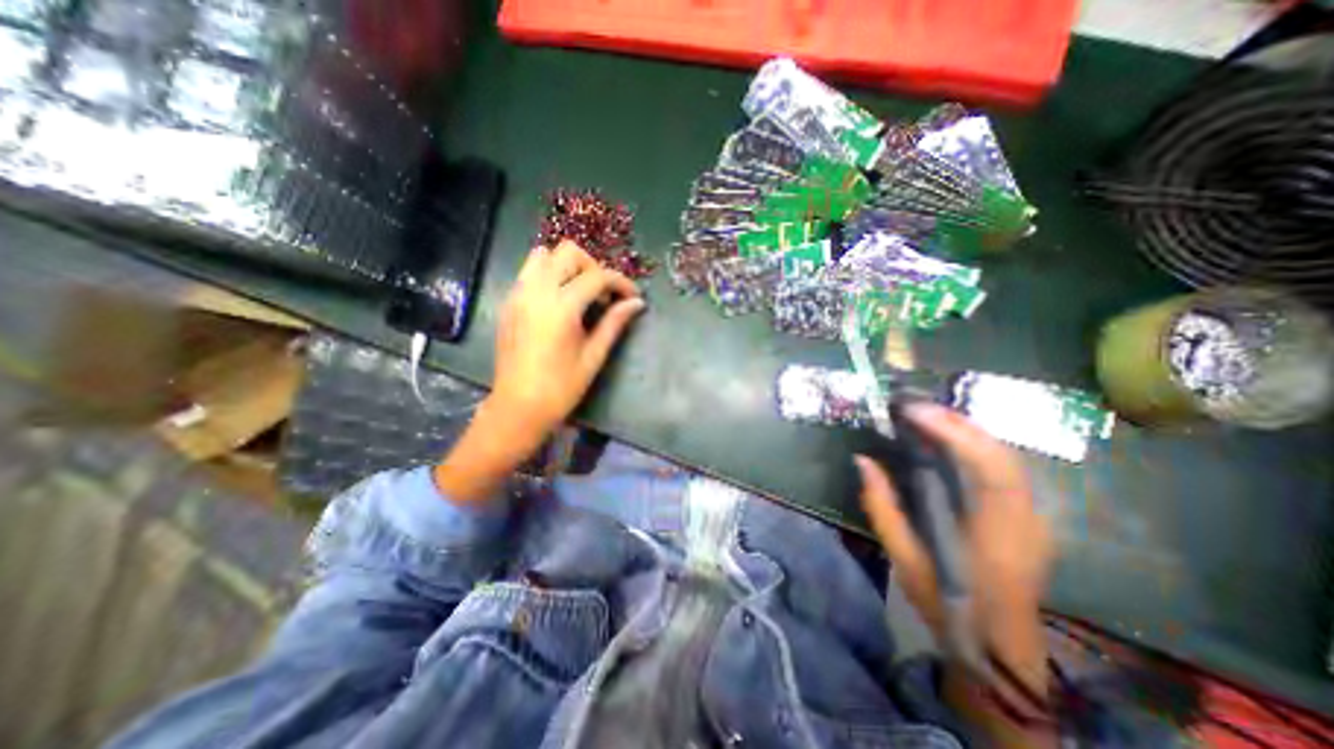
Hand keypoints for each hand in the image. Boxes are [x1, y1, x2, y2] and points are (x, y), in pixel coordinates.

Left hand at [489, 239, 644, 445]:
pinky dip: (549, 275)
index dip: (620, 282)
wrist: (518, 406)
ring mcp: (518, 293)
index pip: (597, 276)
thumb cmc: (561, 387)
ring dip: (568, 266)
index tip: (633, 296)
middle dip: (593, 267)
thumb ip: (615, 323)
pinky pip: (529, 272)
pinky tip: (560, 302)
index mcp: (561, 306)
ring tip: (580, 293)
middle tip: (604, 294)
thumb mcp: (594, 355)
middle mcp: (536, 290)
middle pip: (568, 252)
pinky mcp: (509, 302)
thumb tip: (637, 303)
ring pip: (543, 255)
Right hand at [859, 404, 1057, 678]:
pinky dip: (976, 445)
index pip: (988, 468)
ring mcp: (1034, 516)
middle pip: (1002, 453)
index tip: (913, 412)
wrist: (1000, 646)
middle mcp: (1024, 518)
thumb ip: (881, 506)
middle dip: (958, 423)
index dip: (953, 433)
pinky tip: (950, 440)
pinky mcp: (1029, 515)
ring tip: (927, 416)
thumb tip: (863, 460)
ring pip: (1007, 457)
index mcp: (996, 533)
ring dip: (967, 430)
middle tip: (915, 406)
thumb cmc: (948, 603)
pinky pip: (1005, 468)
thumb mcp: (904, 557)